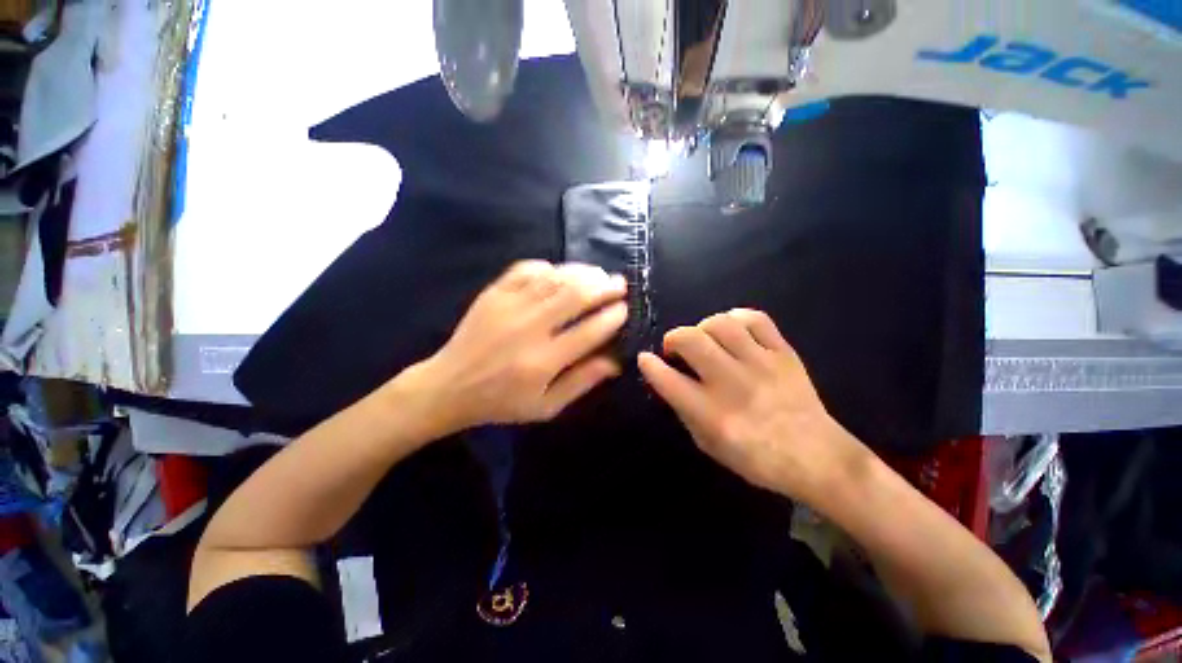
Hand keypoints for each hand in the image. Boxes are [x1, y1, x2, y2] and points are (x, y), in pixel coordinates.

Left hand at [393, 260, 627, 437]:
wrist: (449, 387)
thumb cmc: (501, 402)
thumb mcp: (545, 407)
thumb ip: (581, 383)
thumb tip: (614, 362)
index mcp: (543, 361)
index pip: (589, 331)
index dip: (612, 317)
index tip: (624, 309)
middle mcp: (529, 329)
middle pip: (575, 297)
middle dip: (603, 287)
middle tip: (618, 284)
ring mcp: (509, 306)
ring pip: (554, 280)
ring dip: (582, 273)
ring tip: (598, 273)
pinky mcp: (493, 294)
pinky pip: (525, 270)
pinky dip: (547, 267)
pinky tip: (559, 271)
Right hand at [637, 309, 866, 501]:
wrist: (817, 457)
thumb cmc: (756, 458)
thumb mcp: (709, 444)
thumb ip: (685, 410)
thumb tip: (668, 379)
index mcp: (712, 414)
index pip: (668, 380)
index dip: (650, 366)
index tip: (645, 359)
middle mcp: (733, 384)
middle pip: (691, 340)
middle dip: (673, 338)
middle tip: (675, 349)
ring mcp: (761, 364)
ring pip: (720, 324)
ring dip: (702, 327)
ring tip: (704, 339)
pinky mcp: (784, 353)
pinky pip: (756, 319)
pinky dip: (736, 318)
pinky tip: (732, 330)